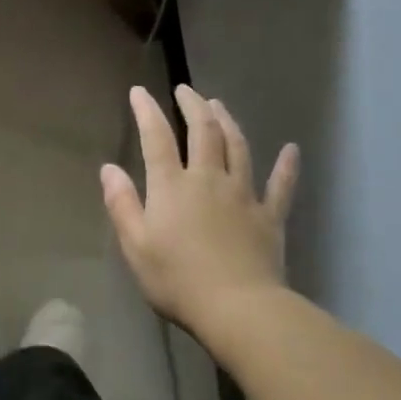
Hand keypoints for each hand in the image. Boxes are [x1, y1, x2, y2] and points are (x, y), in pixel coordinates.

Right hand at [101, 84, 298, 332]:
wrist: (239, 309)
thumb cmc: (178, 280)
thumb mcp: (135, 245)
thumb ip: (122, 204)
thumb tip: (108, 168)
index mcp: (172, 186)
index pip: (157, 138)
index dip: (147, 111)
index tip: (139, 92)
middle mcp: (209, 179)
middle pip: (203, 132)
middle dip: (193, 105)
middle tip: (185, 90)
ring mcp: (243, 195)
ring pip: (238, 147)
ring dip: (227, 121)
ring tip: (218, 104)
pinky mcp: (269, 216)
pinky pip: (281, 186)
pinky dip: (287, 166)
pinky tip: (292, 150)